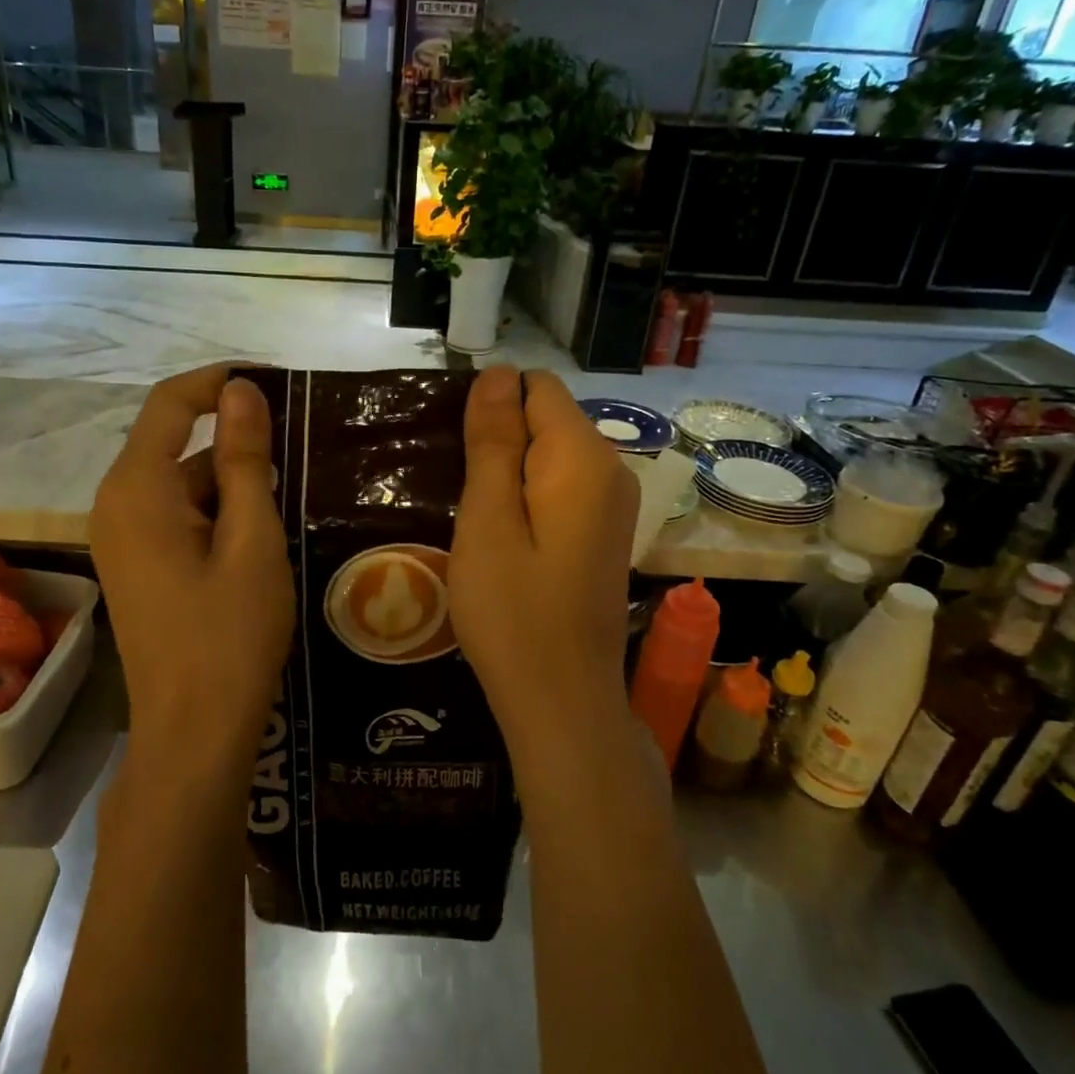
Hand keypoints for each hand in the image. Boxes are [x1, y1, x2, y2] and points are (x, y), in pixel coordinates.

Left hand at [90, 366, 293, 785]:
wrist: (192, 734)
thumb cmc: (229, 635)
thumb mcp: (252, 541)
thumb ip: (244, 460)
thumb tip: (241, 389)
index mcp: (136, 489)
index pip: (169, 403)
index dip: (219, 381)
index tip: (275, 383)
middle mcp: (116, 504)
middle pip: (174, 445)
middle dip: (234, 444)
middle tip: (299, 458)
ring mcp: (121, 538)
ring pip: (180, 485)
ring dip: (231, 485)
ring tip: (290, 506)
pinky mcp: (135, 565)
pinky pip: (176, 517)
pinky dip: (216, 515)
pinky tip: (258, 542)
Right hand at [449, 366, 636, 748]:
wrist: (562, 701)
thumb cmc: (513, 612)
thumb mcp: (488, 520)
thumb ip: (493, 441)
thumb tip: (497, 372)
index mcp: (583, 458)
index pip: (536, 388)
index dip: (491, 408)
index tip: (460, 458)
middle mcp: (612, 469)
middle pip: (547, 419)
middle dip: (499, 442)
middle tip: (464, 501)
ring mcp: (615, 505)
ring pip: (551, 455)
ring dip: (509, 474)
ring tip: (478, 523)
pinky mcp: (605, 533)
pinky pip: (562, 488)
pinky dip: (529, 499)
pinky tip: (506, 542)